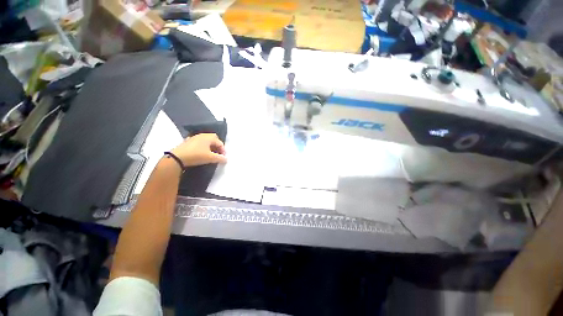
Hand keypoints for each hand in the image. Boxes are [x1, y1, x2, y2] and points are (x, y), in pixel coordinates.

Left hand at [171, 133, 226, 166]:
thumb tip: (226, 159)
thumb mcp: (211, 158)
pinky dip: (202, 147)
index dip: (223, 150)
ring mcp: (194, 138)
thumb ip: (220, 158)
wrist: (177, 158)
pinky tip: (201, 153)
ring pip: (205, 141)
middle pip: (213, 139)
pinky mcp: (187, 142)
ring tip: (210, 155)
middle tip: (218, 154)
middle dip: (217, 146)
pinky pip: (199, 143)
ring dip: (210, 147)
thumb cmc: (197, 155)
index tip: (223, 157)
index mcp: (208, 137)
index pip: (220, 142)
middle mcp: (202, 135)